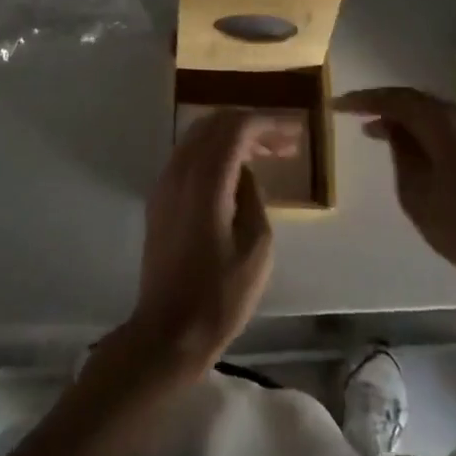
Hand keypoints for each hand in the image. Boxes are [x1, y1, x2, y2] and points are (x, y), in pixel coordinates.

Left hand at [125, 110, 295, 374]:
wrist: (167, 332)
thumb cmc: (219, 296)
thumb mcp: (257, 248)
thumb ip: (254, 197)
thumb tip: (246, 173)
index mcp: (206, 178)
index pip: (237, 126)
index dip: (268, 123)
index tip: (295, 132)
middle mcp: (181, 168)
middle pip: (216, 123)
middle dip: (252, 126)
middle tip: (284, 144)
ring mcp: (165, 181)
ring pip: (200, 136)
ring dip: (233, 137)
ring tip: (266, 155)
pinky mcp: (160, 197)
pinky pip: (189, 155)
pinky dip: (215, 152)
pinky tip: (236, 174)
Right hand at [337, 87, 455, 315]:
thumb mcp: (416, 192)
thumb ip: (401, 152)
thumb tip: (394, 129)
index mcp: (444, 122)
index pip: (396, 99)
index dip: (364, 100)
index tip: (337, 104)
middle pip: (417, 101)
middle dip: (385, 107)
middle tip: (357, 117)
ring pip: (435, 113)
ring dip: (407, 120)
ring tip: (380, 133)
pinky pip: (450, 127)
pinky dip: (427, 131)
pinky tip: (415, 148)